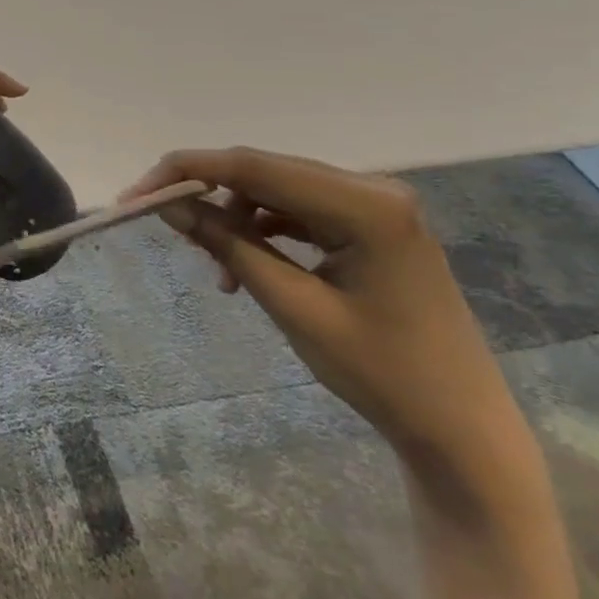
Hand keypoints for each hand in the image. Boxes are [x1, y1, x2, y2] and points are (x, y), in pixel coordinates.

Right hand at [124, 148, 529, 493]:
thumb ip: (229, 245)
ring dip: (235, 218)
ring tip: (216, 269)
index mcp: (364, 204)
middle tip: (160, 224)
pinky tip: (246, 265)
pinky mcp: (371, 226)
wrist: (463, 432)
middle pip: (263, 171)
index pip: (252, 166)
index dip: (186, 173)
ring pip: (276, 190)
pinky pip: (298, 210)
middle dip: (206, 194)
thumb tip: (168, 204)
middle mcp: (372, 189)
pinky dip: (263, 231)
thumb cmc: (382, 374)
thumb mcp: (293, 307)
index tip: (135, 197)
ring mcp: (375, 206)